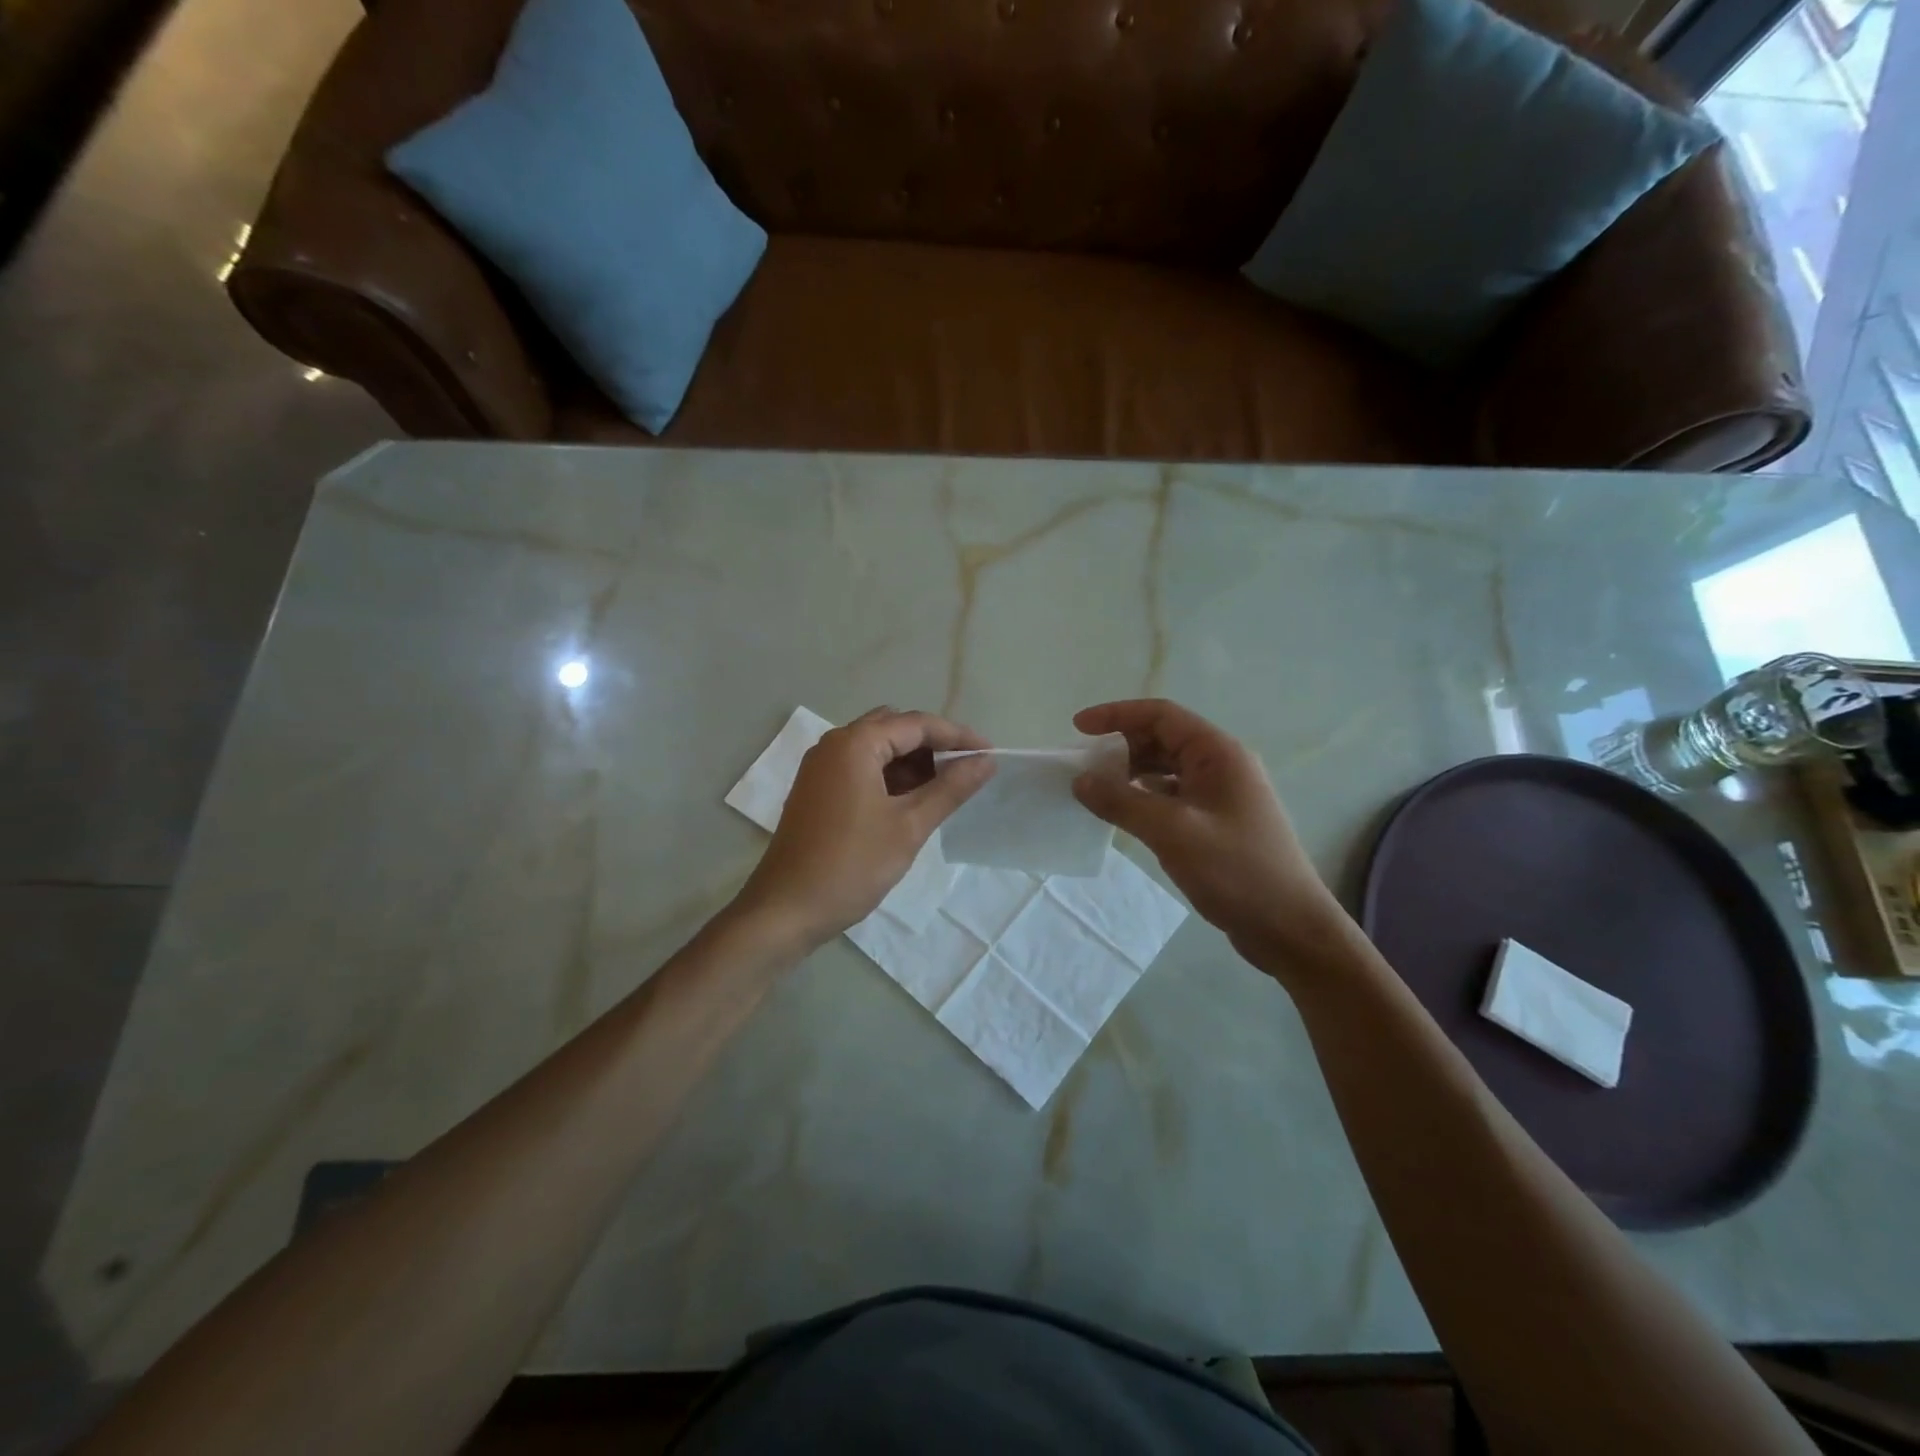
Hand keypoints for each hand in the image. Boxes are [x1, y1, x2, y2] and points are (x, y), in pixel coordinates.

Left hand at [737, 707, 995, 948]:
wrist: (785, 910)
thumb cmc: (851, 865)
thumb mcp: (909, 826)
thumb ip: (950, 788)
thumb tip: (986, 761)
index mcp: (855, 744)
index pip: (917, 724)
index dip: (957, 736)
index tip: (990, 755)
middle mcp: (834, 744)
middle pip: (895, 728)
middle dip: (933, 746)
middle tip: (966, 772)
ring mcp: (821, 767)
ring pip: (877, 748)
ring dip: (911, 762)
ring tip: (944, 790)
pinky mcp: (816, 790)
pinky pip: (860, 768)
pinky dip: (889, 777)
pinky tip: (911, 802)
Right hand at [1071, 699, 1344, 970]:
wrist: (1290, 928)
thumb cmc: (1236, 871)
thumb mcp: (1172, 832)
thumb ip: (1122, 802)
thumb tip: (1080, 780)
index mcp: (1219, 753)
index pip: (1161, 715)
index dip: (1117, 715)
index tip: (1078, 728)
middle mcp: (1223, 765)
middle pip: (1164, 739)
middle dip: (1122, 747)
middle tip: (1085, 767)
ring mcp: (1223, 795)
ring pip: (1168, 769)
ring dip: (1132, 773)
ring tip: (1098, 790)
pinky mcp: (1219, 822)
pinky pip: (1174, 796)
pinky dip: (1146, 798)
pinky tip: (1126, 815)